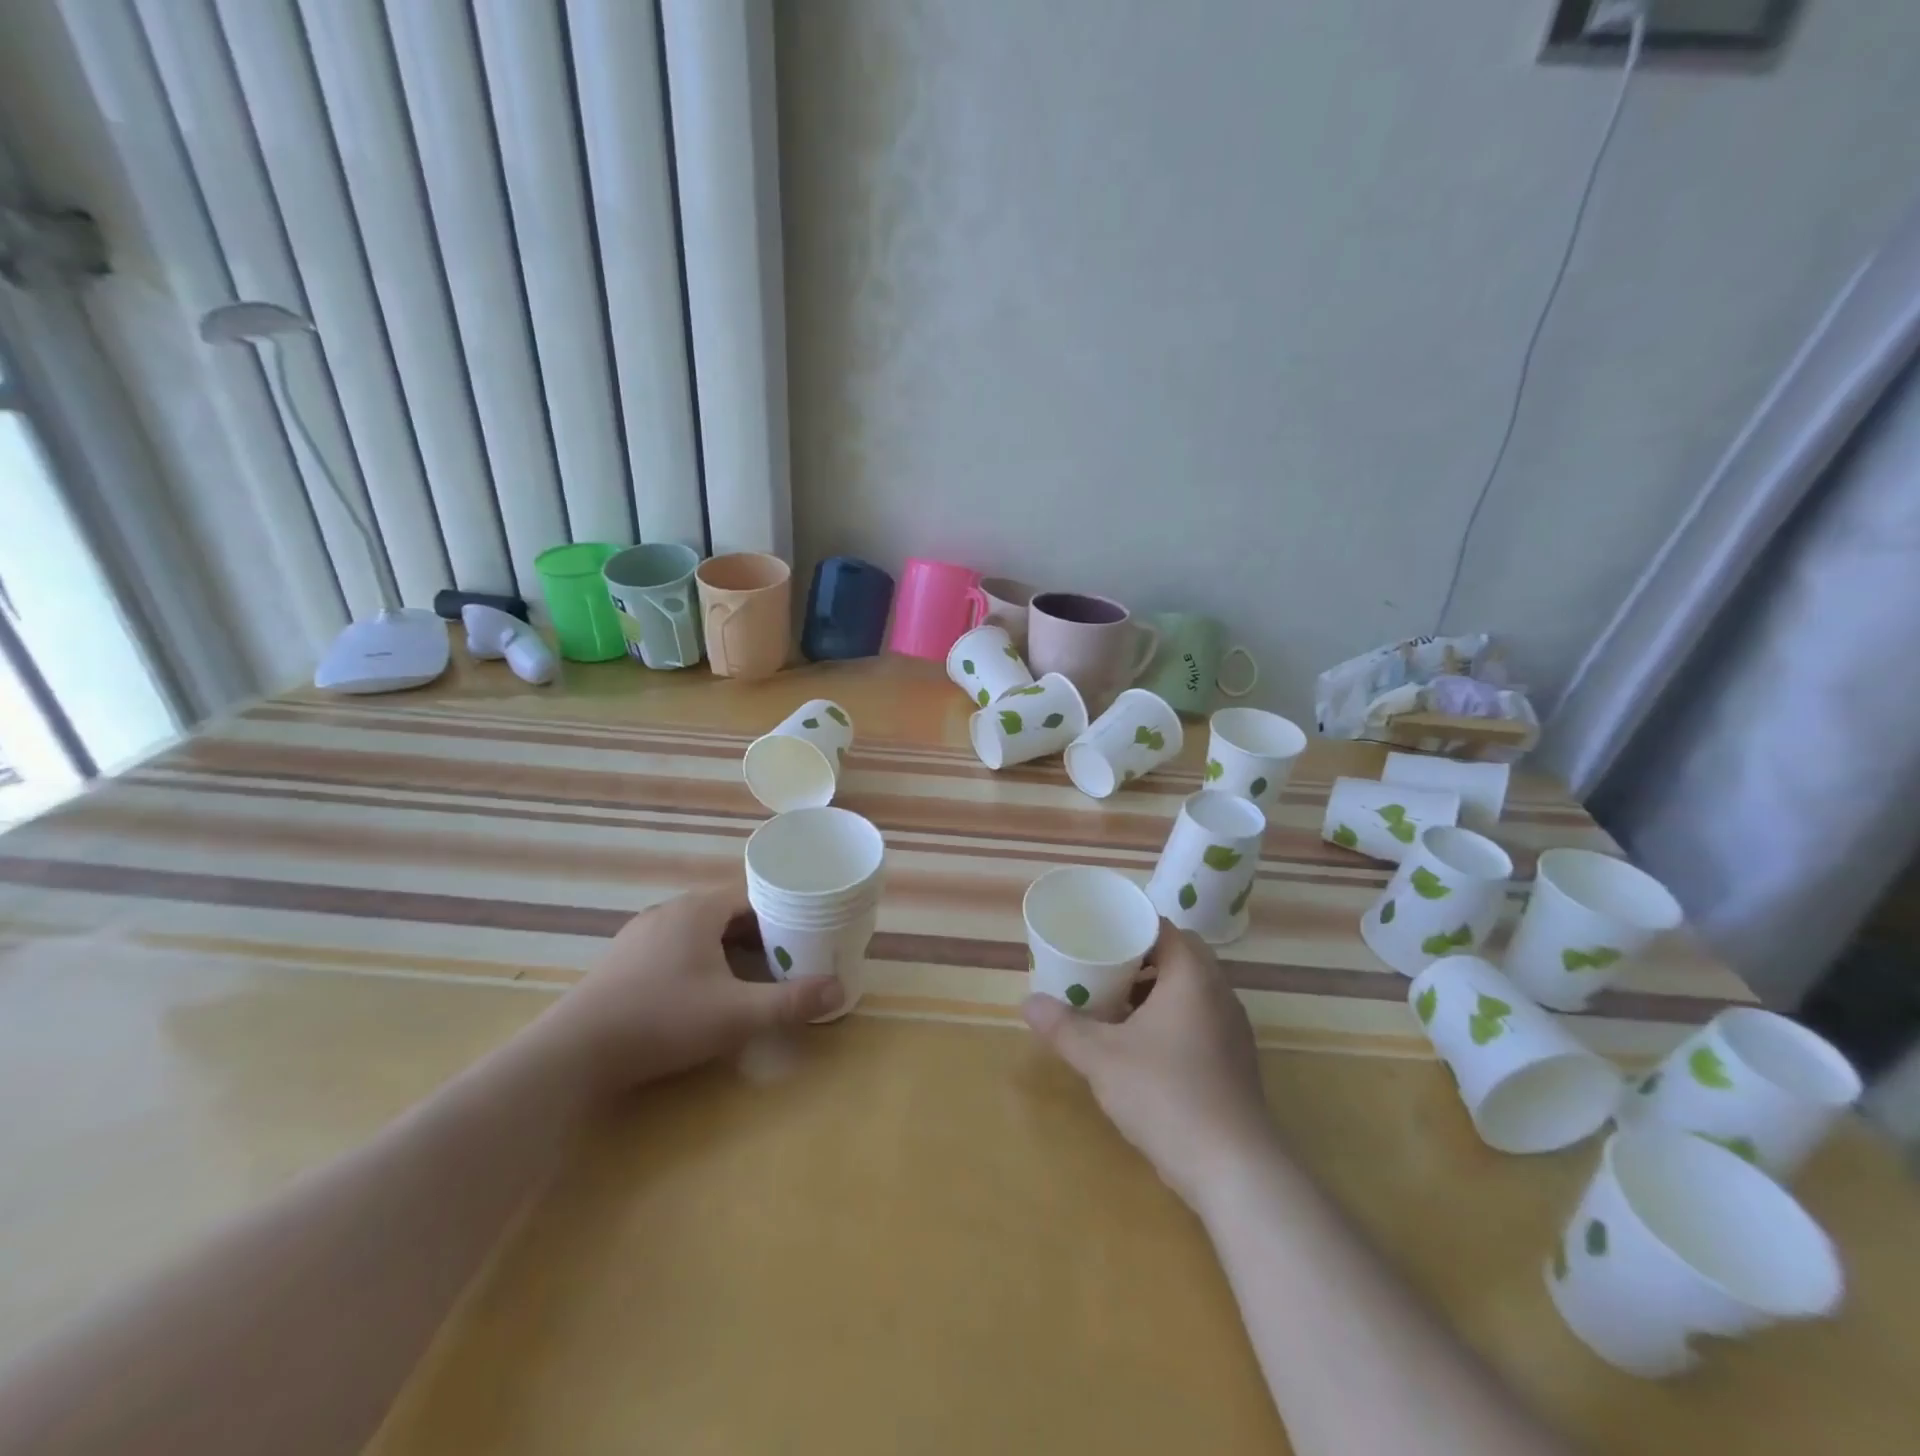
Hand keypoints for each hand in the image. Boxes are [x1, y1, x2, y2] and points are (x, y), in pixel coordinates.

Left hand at [536, 879, 843, 1097]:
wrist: (574, 1054)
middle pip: (727, 912)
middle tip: (788, 956)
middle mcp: (669, 911)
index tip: (806, 931)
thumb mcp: (737, 1014)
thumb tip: (839, 989)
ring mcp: (640, 935)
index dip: (783, 911)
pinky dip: (699, 959)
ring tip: (753, 972)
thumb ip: (790, 1001)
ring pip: (699, 930)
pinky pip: (674, 947)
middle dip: (759, 932)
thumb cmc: (664, 1020)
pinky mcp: (622, 961)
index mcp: (698, 909)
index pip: (753, 895)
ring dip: (728, 946)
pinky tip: (702, 989)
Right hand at [1023, 921, 1280, 1209]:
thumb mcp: (1102, 1058)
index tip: (1097, 934)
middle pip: (1178, 956)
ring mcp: (1233, 1028)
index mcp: (1192, 976)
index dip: (1129, 926)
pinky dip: (1171, 1019)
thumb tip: (1027, 1003)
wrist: (1235, 1169)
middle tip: (1100, 969)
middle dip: (1138, 959)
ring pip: (1191, 990)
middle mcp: (1219, 993)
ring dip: (1155, 991)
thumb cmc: (1166, 1095)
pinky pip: (1200, 1019)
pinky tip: (1142, 1047)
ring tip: (1115, 1007)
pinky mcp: (1236, 1061)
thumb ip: (1064, 1027)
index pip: (1163, 928)